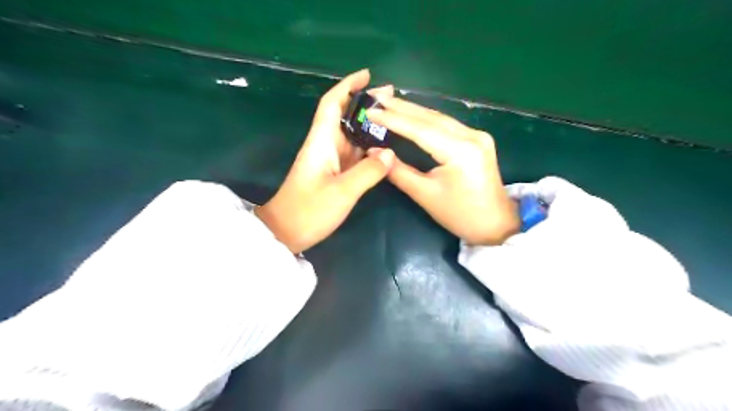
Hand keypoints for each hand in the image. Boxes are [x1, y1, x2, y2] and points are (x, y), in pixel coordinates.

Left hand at [255, 71, 394, 252]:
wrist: (286, 233)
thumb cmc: (309, 211)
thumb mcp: (342, 192)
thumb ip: (368, 171)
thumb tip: (389, 152)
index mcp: (321, 141)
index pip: (332, 103)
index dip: (348, 85)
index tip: (368, 75)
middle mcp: (325, 145)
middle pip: (344, 115)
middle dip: (365, 102)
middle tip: (392, 97)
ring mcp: (329, 160)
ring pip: (350, 134)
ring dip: (369, 124)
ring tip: (394, 118)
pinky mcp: (333, 173)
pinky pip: (354, 152)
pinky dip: (368, 145)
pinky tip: (384, 146)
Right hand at [366, 97, 519, 244]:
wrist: (495, 224)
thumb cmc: (459, 215)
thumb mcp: (425, 195)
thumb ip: (398, 171)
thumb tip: (373, 152)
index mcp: (460, 151)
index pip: (420, 129)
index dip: (393, 120)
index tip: (371, 111)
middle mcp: (472, 136)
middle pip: (431, 117)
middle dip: (402, 107)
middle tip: (377, 99)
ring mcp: (478, 135)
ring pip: (439, 118)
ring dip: (413, 110)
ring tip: (389, 103)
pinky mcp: (478, 139)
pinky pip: (447, 125)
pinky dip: (426, 119)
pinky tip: (412, 115)